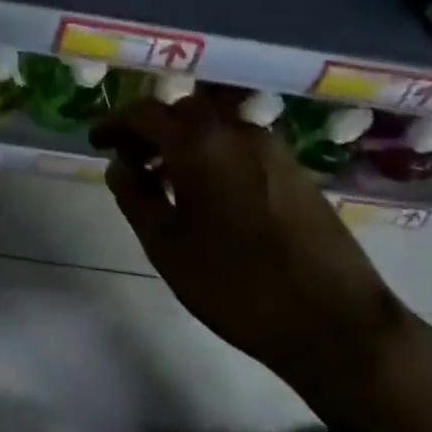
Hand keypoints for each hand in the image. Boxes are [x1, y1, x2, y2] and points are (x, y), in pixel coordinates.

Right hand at [90, 96, 410, 403]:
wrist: (335, 321)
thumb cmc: (237, 285)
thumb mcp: (167, 246)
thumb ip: (135, 196)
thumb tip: (119, 164)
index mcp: (199, 143)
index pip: (145, 113)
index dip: (115, 123)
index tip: (96, 141)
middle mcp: (237, 131)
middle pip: (183, 110)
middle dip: (151, 128)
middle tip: (130, 159)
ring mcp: (272, 147)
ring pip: (215, 125)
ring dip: (184, 140)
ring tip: (166, 179)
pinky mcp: (296, 169)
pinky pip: (241, 143)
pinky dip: (214, 152)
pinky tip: (209, 192)